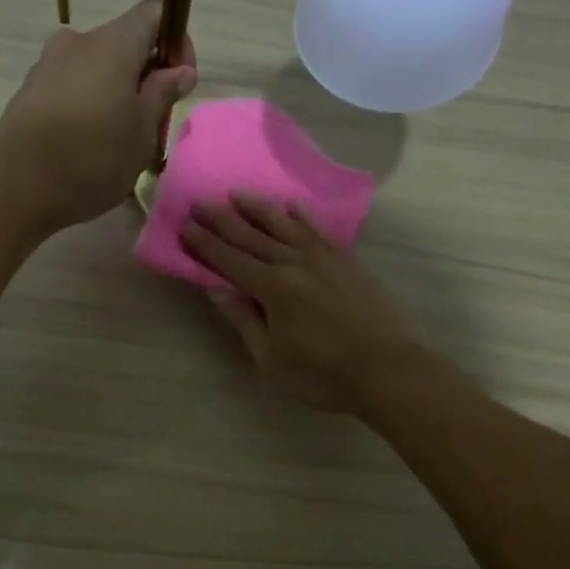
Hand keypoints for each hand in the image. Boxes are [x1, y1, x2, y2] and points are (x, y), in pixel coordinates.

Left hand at [0, 0, 196, 228]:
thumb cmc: (92, 159)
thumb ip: (163, 94)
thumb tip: (180, 70)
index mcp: (112, 43)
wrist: (17, 187)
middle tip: (154, 123)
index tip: (180, 82)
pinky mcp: (29, 90)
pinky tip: (89, 144)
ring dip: (117, 92)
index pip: (154, 13)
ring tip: (121, 140)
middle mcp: (77, 42)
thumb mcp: (142, 132)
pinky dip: (89, 104)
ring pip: (97, 68)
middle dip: (146, 75)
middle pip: (124, 43)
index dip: (176, 41)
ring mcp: (48, 64)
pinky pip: (72, 86)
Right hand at [183, 194, 418, 411]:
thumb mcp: (270, 359)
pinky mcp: (347, 260)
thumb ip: (243, 320)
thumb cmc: (321, 374)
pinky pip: (317, 230)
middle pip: (251, 236)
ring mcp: (324, 257)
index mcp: (272, 288)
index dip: (205, 243)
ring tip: (238, 194)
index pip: (229, 260)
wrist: (385, 368)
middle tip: (200, 202)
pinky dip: (301, 216)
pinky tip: (291, 206)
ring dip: (258, 208)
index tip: (185, 226)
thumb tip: (215, 289)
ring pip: (284, 225)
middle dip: (222, 219)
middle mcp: (295, 263)